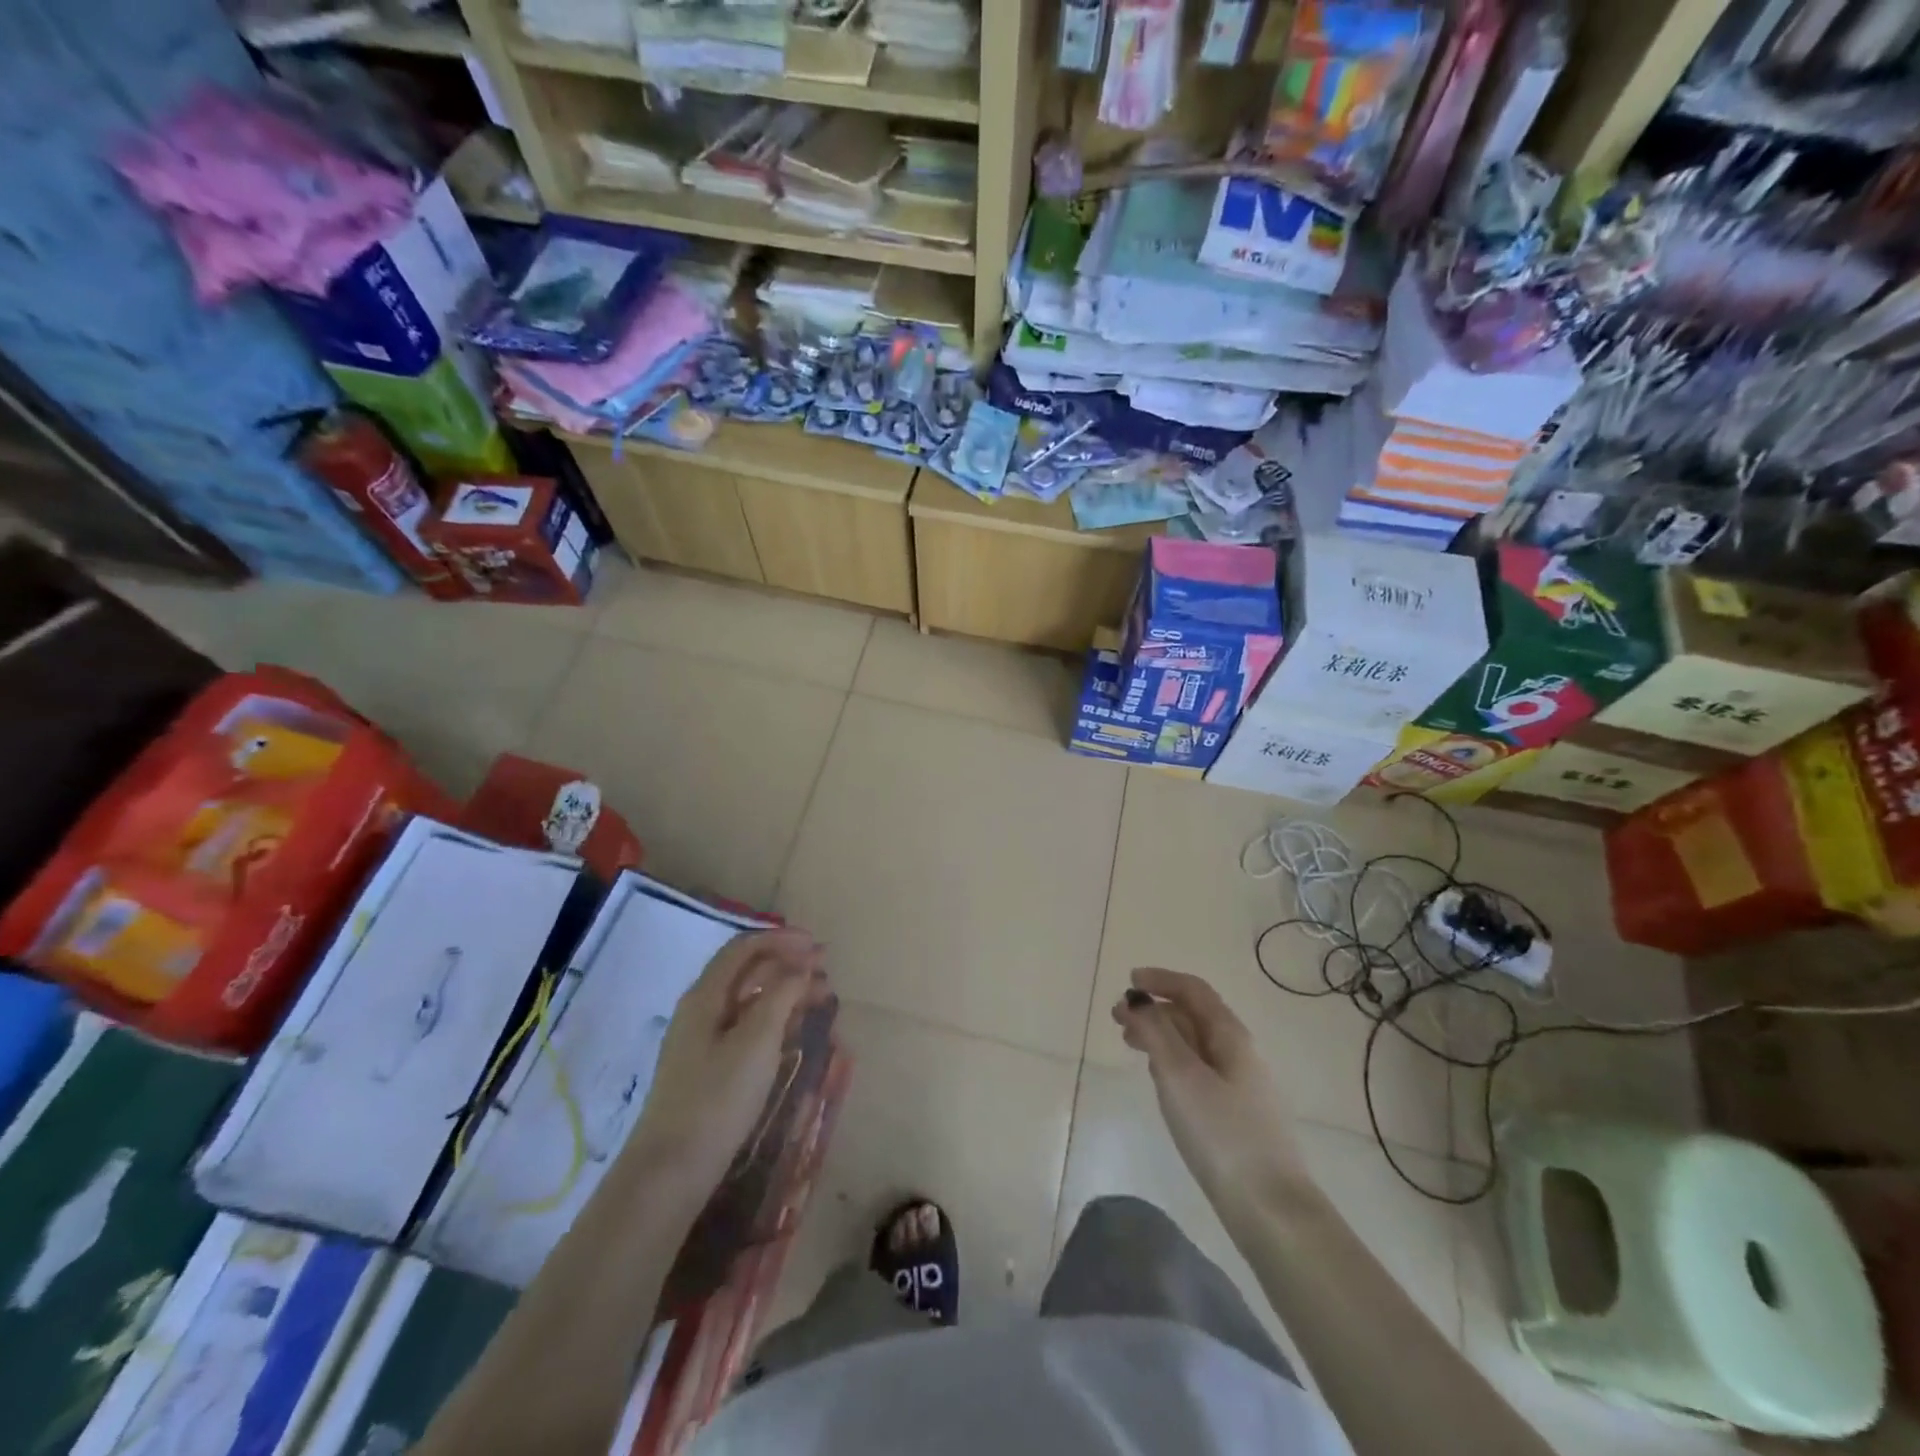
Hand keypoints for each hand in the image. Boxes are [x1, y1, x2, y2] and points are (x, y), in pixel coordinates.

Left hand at [625, 929, 825, 1200]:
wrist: (670, 1171)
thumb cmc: (717, 1098)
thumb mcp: (757, 1041)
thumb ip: (781, 995)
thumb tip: (802, 966)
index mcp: (706, 995)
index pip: (745, 948)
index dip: (783, 940)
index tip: (818, 947)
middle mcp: (701, 1009)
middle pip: (747, 971)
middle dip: (788, 965)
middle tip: (826, 974)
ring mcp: (702, 1039)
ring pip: (749, 1000)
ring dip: (785, 992)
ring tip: (820, 1001)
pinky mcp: (708, 1066)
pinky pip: (746, 1026)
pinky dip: (775, 1018)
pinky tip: (796, 1030)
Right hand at [1112, 968, 1307, 1211]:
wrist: (1271, 1210)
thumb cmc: (1222, 1134)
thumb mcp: (1180, 1077)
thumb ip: (1156, 1033)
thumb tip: (1138, 1002)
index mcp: (1230, 1035)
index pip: (1193, 990)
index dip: (1161, 979)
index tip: (1129, 982)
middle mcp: (1239, 1052)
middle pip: (1194, 1015)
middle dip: (1155, 1010)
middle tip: (1118, 1021)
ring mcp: (1241, 1084)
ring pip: (1195, 1044)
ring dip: (1162, 1036)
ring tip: (1132, 1047)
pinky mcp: (1237, 1113)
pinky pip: (1200, 1070)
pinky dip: (1174, 1062)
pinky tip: (1160, 1081)